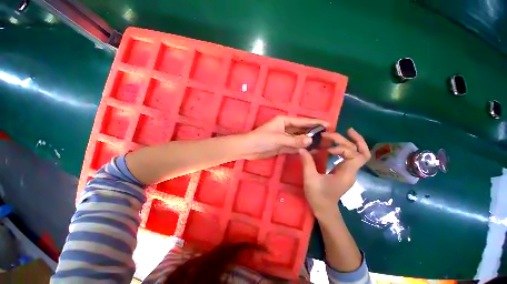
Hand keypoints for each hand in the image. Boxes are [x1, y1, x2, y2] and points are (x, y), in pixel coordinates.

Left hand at [244, 116, 328, 159]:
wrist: (249, 149)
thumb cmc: (262, 139)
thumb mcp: (279, 139)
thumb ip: (294, 140)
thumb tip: (311, 140)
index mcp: (284, 121)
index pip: (303, 121)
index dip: (315, 123)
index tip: (328, 124)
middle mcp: (286, 128)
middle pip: (303, 130)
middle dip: (314, 133)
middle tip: (329, 137)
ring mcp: (285, 138)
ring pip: (300, 139)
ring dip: (310, 141)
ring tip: (324, 144)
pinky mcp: (283, 146)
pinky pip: (295, 146)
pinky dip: (302, 148)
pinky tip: (312, 150)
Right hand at [299, 128, 370, 214]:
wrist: (324, 210)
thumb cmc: (318, 196)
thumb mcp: (310, 179)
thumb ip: (307, 162)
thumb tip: (302, 148)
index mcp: (346, 174)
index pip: (354, 155)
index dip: (342, 147)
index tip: (327, 146)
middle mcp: (352, 171)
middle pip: (361, 152)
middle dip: (353, 140)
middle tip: (342, 131)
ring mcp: (349, 172)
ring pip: (360, 154)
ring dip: (354, 142)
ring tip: (346, 132)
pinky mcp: (344, 172)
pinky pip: (351, 157)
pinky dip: (347, 149)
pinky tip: (337, 145)